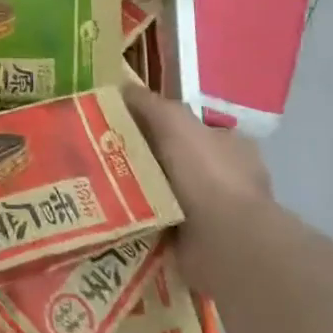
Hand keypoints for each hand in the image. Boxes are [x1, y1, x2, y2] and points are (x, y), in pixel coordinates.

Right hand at [124, 85, 269, 275]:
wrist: (227, 243)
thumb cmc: (206, 173)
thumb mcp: (174, 121)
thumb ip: (149, 103)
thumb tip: (123, 87)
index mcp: (232, 146)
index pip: (194, 128)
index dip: (162, 124)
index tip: (128, 125)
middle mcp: (227, 179)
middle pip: (177, 161)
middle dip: (146, 160)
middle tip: (105, 155)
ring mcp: (216, 215)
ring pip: (168, 194)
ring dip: (141, 193)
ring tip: (100, 187)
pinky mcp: (201, 245)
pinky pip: (161, 225)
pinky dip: (142, 222)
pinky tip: (115, 216)